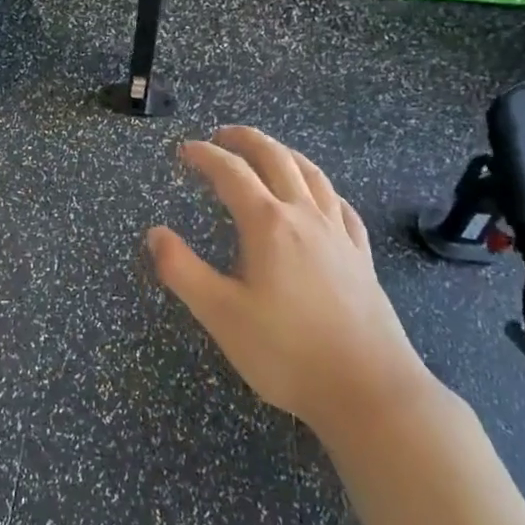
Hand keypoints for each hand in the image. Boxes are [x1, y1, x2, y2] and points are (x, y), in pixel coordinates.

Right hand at [147, 126, 436, 448]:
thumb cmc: (286, 352)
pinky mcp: (361, 257)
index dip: (205, 156)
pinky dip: (321, 187)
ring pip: (312, 175)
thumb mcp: (220, 314)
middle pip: (276, 159)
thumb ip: (182, 270)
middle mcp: (305, 217)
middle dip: (246, 140)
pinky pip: (340, 205)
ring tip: (268, 151)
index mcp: (268, 224)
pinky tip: (320, 197)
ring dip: (285, 153)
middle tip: (222, 134)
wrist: (369, 390)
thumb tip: (155, 233)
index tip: (184, 150)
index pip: (231, 173)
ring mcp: (339, 235)